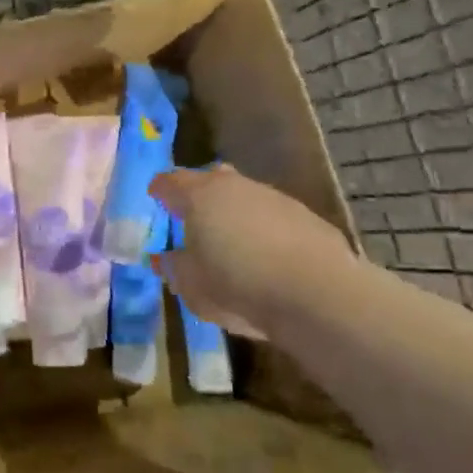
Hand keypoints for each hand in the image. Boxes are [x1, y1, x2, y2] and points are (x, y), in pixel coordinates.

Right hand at [148, 166, 358, 338]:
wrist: (318, 293)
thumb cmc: (237, 284)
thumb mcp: (191, 285)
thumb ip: (174, 267)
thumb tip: (163, 257)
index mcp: (199, 195)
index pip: (170, 182)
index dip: (160, 191)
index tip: (155, 199)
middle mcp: (235, 186)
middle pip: (211, 180)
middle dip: (200, 195)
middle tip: (193, 217)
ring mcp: (274, 197)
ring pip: (245, 197)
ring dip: (236, 213)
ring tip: (233, 242)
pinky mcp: (306, 216)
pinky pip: (274, 217)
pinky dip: (266, 230)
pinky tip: (269, 257)